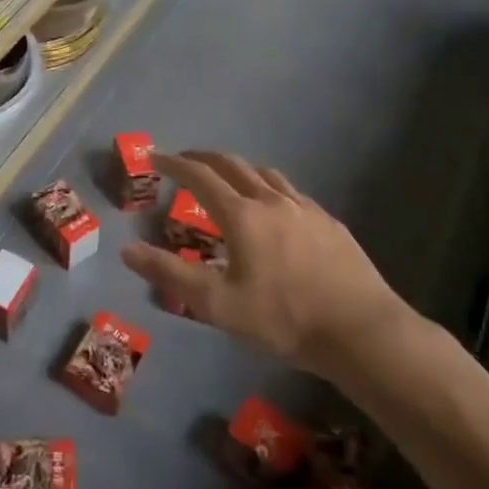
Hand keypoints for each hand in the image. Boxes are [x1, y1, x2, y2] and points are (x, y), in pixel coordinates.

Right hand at [119, 151, 414, 379]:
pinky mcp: (330, 223)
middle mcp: (272, 201)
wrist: (361, 331)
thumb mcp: (217, 304)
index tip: (154, 157)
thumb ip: (170, 274)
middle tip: (184, 161)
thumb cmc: (283, 318)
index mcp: (242, 215)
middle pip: (232, 165)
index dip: (174, 164)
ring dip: (238, 169)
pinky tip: (274, 209)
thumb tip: (126, 250)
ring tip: (227, 179)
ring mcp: (306, 209)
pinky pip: (291, 192)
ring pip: (265, 174)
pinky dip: (269, 188)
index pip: (199, 177)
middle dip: (203, 158)